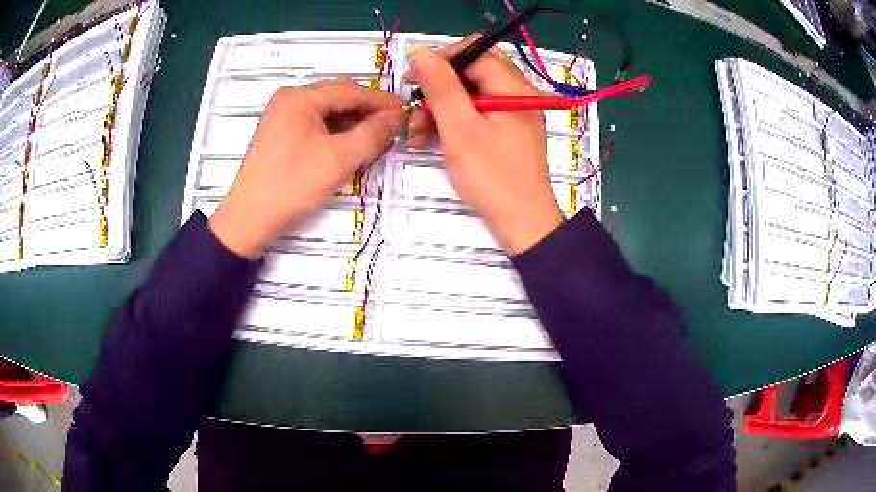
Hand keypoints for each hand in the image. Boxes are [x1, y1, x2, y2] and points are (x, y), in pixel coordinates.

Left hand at [209, 79, 403, 258]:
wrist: (249, 219)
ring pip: (327, 111)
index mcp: (300, 97)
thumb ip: (374, 133)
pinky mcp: (279, 133)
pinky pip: (315, 124)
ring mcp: (282, 116)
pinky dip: (335, 132)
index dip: (381, 101)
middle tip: (392, 128)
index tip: (407, 112)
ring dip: (352, 122)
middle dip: (367, 111)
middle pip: (338, 97)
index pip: (351, 91)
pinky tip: (348, 145)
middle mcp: (289, 99)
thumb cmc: (293, 184)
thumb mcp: (340, 158)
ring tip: (374, 139)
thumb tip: (398, 115)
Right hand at [407, 37, 562, 253]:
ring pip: (471, 92)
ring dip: (440, 106)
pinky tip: (429, 139)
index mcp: (513, 87)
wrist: (523, 225)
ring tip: (415, 132)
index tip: (413, 79)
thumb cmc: (493, 178)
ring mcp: (512, 113)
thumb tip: (420, 50)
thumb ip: (441, 87)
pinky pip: (476, 113)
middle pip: (472, 70)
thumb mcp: (461, 130)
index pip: (475, 51)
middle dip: (439, 85)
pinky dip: (453, 121)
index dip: (441, 59)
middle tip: (414, 104)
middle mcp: (517, 93)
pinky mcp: (506, 131)